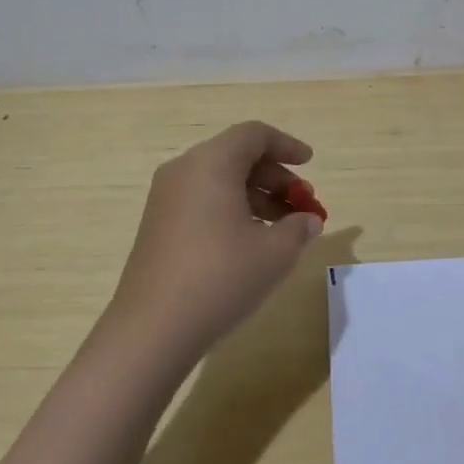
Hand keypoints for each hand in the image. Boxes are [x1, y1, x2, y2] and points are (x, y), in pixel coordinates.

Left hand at [107, 121, 324, 361]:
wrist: (153, 328)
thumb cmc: (221, 278)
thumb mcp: (275, 252)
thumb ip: (299, 228)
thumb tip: (308, 221)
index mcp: (211, 164)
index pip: (253, 135)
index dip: (287, 145)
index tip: (310, 164)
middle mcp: (184, 171)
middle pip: (237, 156)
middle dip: (276, 177)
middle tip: (303, 204)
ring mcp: (166, 199)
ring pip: (220, 180)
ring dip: (256, 196)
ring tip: (284, 228)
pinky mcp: (159, 225)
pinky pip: (203, 200)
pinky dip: (233, 209)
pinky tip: (252, 242)